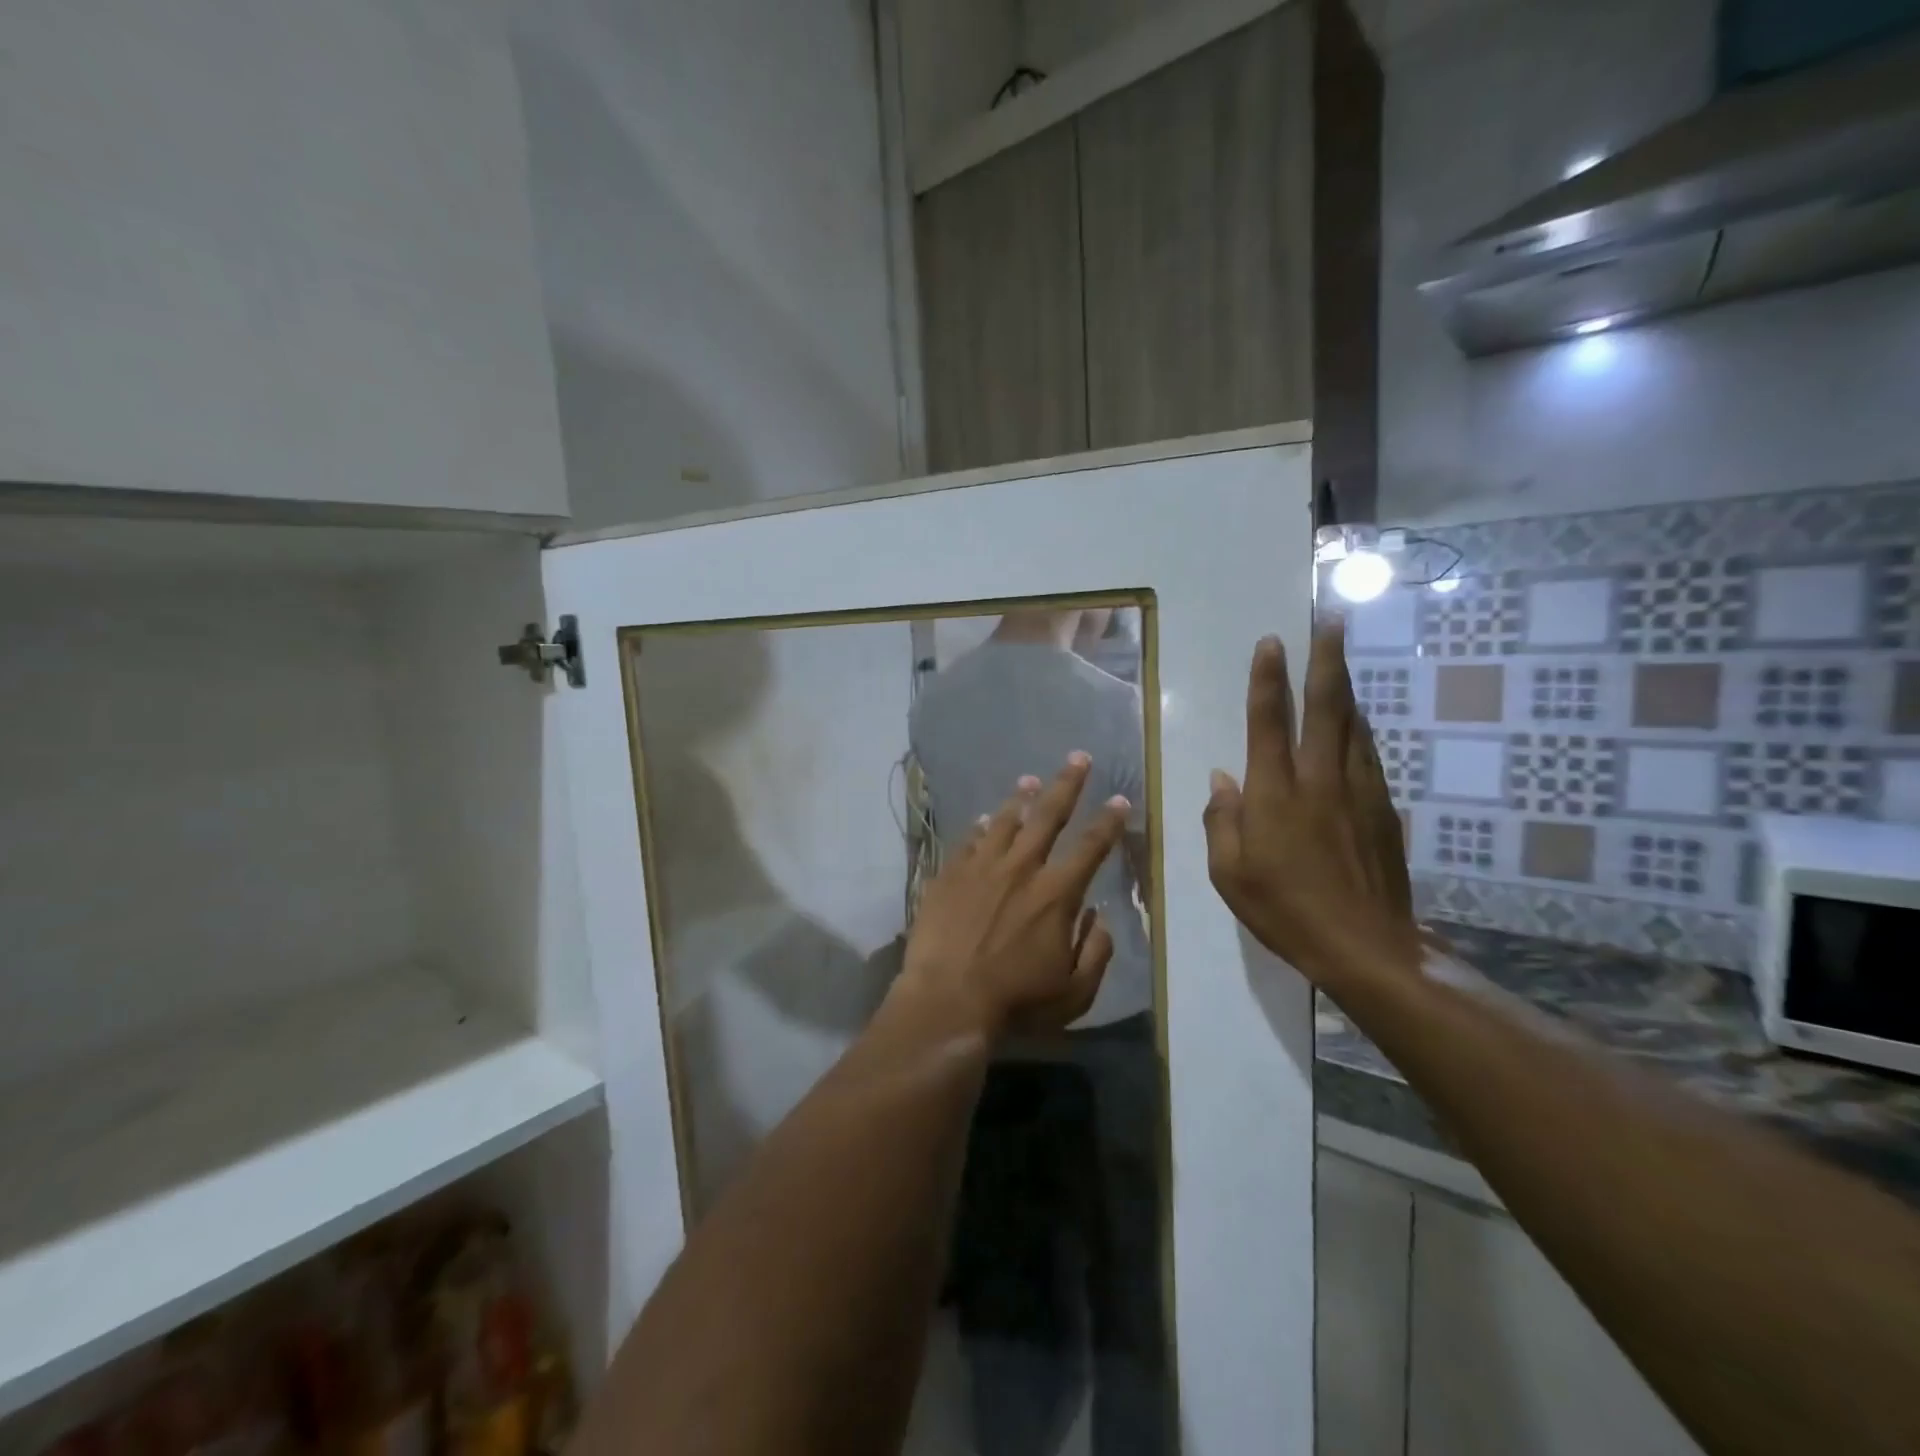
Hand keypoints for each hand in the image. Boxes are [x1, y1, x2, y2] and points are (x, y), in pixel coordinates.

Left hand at [897, 753, 1128, 1036]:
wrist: (946, 1001)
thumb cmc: (1016, 1002)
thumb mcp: (1074, 992)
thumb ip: (1096, 952)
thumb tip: (1100, 918)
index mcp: (1056, 893)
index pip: (1091, 847)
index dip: (1109, 821)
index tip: (1119, 798)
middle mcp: (1020, 869)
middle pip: (1048, 816)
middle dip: (1067, 784)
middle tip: (1078, 757)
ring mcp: (980, 867)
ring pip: (1004, 821)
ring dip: (1020, 799)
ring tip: (1030, 780)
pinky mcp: (948, 875)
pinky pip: (967, 841)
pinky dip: (978, 828)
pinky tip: (981, 820)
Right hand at [1201, 624, 1418, 991]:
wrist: (1367, 948)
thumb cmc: (1285, 911)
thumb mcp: (1230, 875)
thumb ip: (1222, 821)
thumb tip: (1222, 778)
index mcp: (1276, 794)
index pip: (1268, 722)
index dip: (1268, 679)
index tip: (1272, 642)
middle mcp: (1319, 780)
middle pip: (1326, 706)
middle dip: (1327, 658)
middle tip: (1332, 618)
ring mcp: (1358, 791)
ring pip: (1354, 724)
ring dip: (1345, 685)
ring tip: (1341, 656)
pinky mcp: (1383, 809)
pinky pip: (1369, 753)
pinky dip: (1360, 727)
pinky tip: (1357, 720)